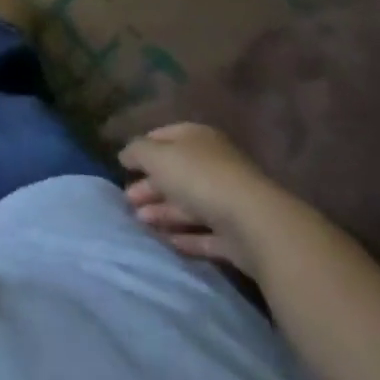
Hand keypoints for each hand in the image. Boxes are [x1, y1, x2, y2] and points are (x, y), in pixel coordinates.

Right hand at [119, 122, 282, 275]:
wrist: (255, 224)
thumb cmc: (199, 177)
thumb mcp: (156, 155)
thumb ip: (137, 151)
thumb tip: (126, 155)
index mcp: (197, 139)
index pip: (164, 137)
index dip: (143, 149)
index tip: (124, 166)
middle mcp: (214, 165)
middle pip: (176, 174)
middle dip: (150, 187)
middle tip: (127, 201)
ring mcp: (229, 201)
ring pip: (189, 205)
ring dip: (163, 213)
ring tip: (140, 223)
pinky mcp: (238, 236)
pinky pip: (206, 234)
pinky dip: (186, 237)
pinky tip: (167, 242)